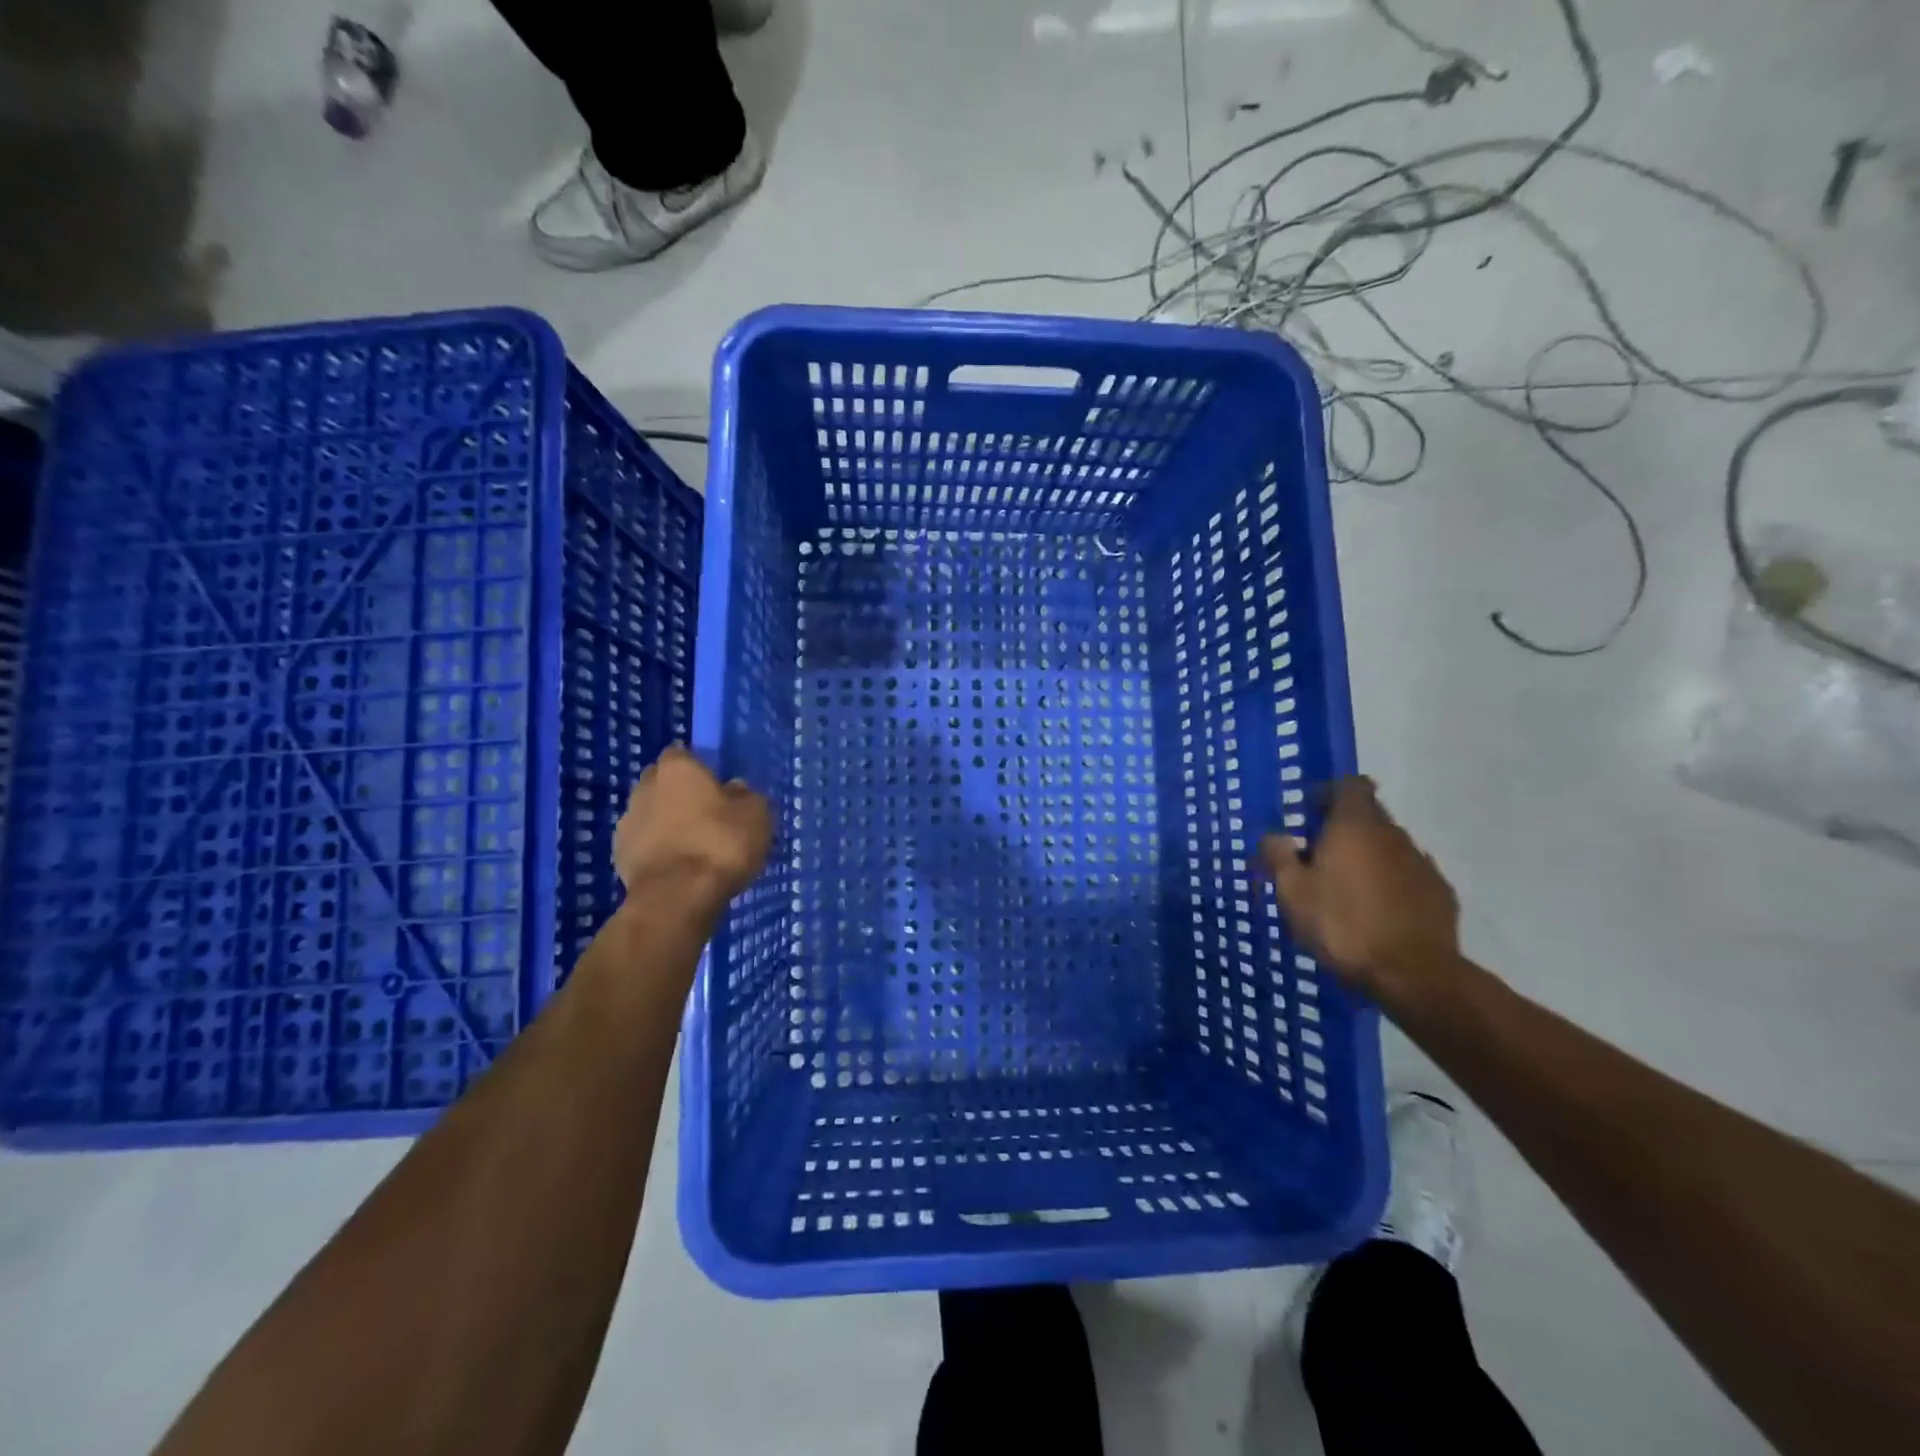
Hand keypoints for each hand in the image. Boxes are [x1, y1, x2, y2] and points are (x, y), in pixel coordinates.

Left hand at [612, 746, 771, 915]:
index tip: (715, 787)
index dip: (699, 769)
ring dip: (666, 824)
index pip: (682, 755)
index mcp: (677, 768)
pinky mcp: (618, 856)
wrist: (676, 897)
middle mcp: (645, 787)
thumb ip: (745, 795)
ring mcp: (626, 822)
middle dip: (679, 794)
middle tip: (706, 815)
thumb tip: (734, 789)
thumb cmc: (720, 844)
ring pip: (650, 814)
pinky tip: (678, 867)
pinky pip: (643, 844)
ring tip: (693, 846)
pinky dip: (657, 850)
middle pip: (662, 783)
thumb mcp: (755, 814)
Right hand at [1256, 777, 1460, 1001]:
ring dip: (1365, 859)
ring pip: (1386, 848)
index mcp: (1355, 825)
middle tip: (1315, 860)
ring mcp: (1421, 863)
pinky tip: (1374, 914)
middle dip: (1341, 831)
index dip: (1328, 793)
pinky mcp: (1440, 894)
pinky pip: (1406, 877)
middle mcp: (1393, 834)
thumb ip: (1278, 855)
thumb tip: (1274, 836)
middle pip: (1367, 816)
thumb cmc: (1342, 924)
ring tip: (1343, 892)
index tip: (1308, 815)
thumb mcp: (1291, 891)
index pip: (1350, 784)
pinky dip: (1388, 885)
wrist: (1413, 974)